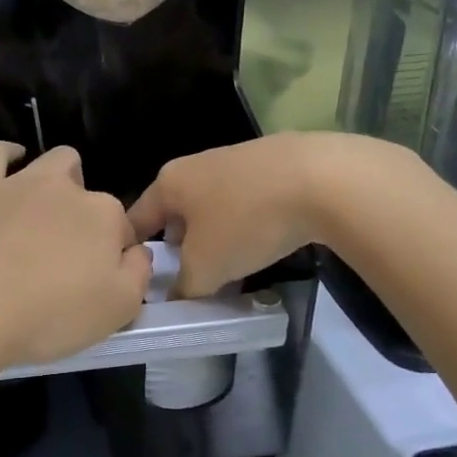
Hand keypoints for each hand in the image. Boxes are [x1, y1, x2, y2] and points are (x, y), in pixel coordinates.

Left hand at [0, 142, 152, 370]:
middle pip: (88, 191)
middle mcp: (66, 188)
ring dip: (57, 180)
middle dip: (85, 213)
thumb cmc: (48, 316)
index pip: (122, 228)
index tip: (96, 280)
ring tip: (42, 214)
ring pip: (53, 162)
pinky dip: (7, 155)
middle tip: (66, 252)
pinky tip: (9, 168)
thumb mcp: (117, 310)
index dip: (113, 254)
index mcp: (104, 216)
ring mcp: (20, 181)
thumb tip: (137, 251)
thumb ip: (139, 273)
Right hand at [128, 133, 378, 296]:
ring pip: (212, 208)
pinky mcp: (272, 163)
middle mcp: (194, 165)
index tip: (142, 282)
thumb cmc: (246, 221)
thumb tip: (176, 297)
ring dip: (215, 237)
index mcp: (168, 182)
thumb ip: (184, 287)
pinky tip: (264, 244)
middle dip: (179, 247)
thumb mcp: (206, 267)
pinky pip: (245, 201)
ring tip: (230, 268)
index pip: (136, 220)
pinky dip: (247, 224)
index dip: (134, 254)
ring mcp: (234, 160)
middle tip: (189, 280)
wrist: (322, 178)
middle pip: (175, 213)